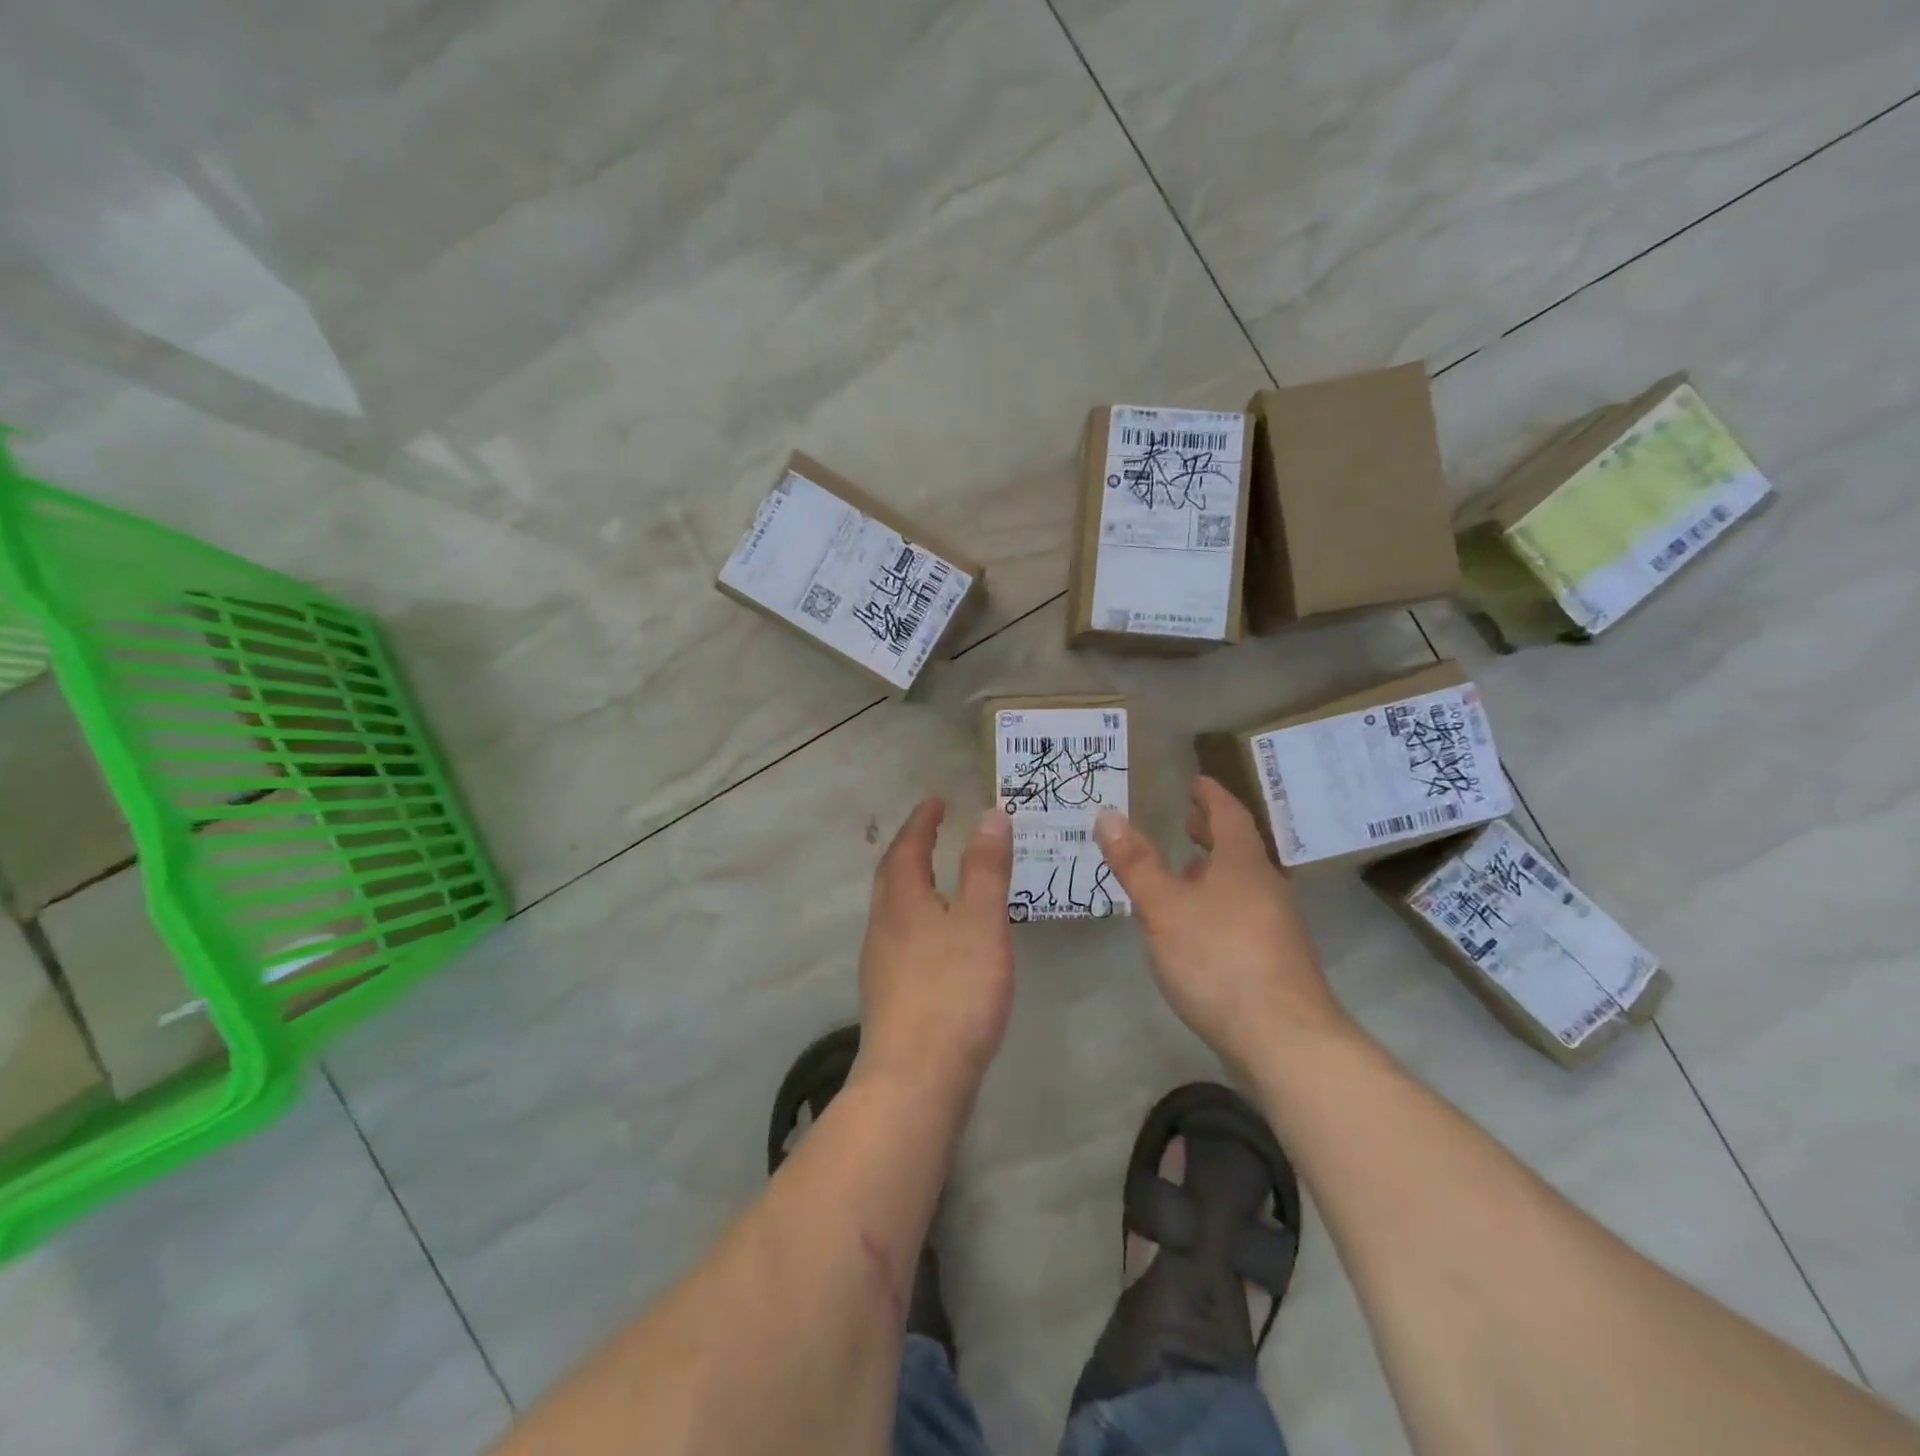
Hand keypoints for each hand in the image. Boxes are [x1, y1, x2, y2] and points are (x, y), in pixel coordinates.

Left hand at [856, 797, 1014, 1103]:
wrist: (915, 1080)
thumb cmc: (953, 991)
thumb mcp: (980, 921)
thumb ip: (986, 867)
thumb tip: (988, 814)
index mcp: (902, 901)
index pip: (908, 847)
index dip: (922, 820)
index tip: (936, 799)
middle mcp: (883, 925)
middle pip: (892, 875)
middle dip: (911, 846)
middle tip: (932, 829)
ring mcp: (880, 963)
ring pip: (893, 908)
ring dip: (911, 882)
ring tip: (936, 876)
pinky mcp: (889, 995)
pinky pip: (900, 936)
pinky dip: (917, 916)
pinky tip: (937, 938)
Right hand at [1095, 776, 1350, 1076]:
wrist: (1284, 1039)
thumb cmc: (1220, 959)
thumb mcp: (1164, 907)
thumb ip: (1135, 862)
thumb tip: (1108, 813)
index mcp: (1243, 864)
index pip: (1229, 815)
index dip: (1211, 796)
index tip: (1196, 781)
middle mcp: (1265, 887)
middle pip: (1240, 849)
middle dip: (1212, 832)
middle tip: (1188, 820)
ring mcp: (1275, 926)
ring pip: (1242, 884)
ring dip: (1215, 870)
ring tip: (1185, 871)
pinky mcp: (1275, 961)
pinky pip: (1242, 913)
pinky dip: (1219, 902)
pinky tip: (1199, 926)